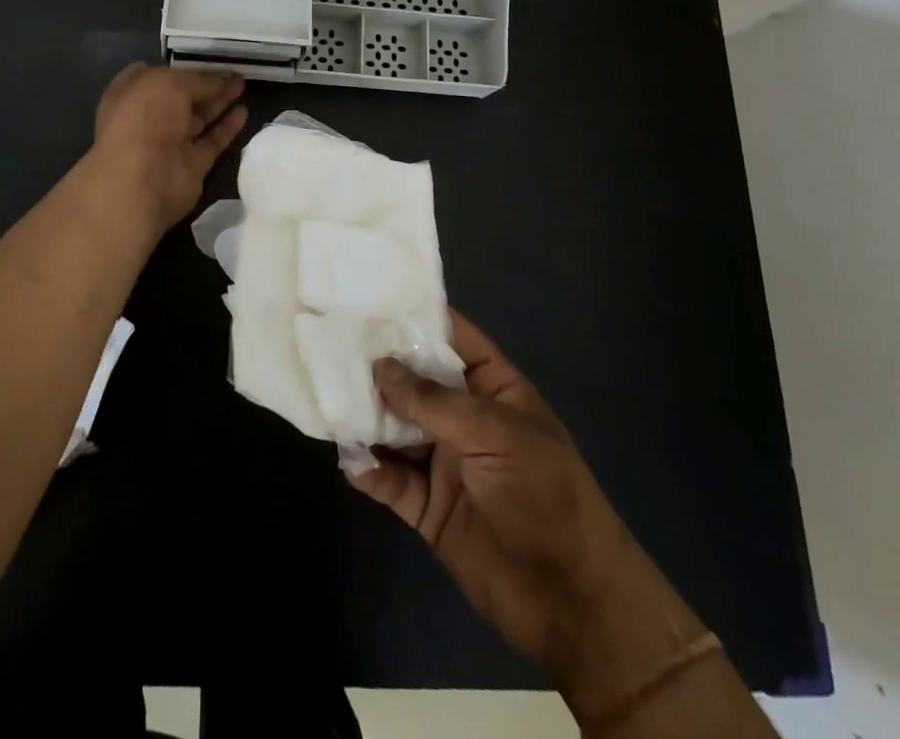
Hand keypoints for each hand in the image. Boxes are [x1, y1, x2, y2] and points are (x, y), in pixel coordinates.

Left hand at [91, 64, 246, 231]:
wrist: (142, 178)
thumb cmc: (146, 117)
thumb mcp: (172, 83)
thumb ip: (199, 80)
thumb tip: (220, 80)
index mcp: (133, 93)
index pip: (156, 75)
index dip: (180, 67)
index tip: (205, 59)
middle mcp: (149, 117)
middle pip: (182, 97)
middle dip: (206, 83)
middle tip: (234, 71)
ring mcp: (170, 142)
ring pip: (198, 118)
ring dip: (219, 102)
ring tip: (243, 85)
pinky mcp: (191, 164)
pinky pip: (211, 141)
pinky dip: (226, 128)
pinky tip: (243, 112)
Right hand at [348, 310, 614, 676]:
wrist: (571, 602)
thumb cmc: (544, 496)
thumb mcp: (494, 434)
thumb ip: (433, 402)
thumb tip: (379, 367)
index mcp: (493, 389)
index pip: (453, 338)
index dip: (418, 317)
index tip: (370, 296)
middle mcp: (465, 418)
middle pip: (415, 382)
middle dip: (378, 365)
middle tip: (329, 343)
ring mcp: (445, 462)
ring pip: (396, 429)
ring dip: (367, 417)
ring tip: (328, 399)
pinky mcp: (429, 507)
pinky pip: (392, 481)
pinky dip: (370, 471)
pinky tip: (349, 460)